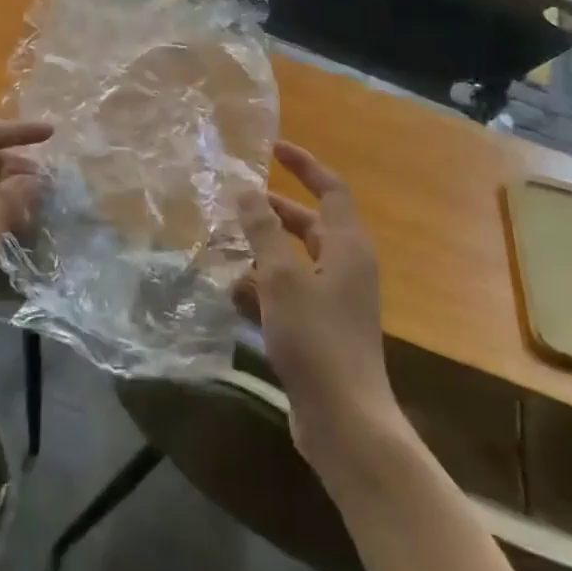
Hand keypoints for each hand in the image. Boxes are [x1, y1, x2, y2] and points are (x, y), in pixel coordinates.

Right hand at [235, 142, 400, 478]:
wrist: (345, 423)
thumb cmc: (316, 340)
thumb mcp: (281, 278)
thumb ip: (263, 230)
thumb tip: (247, 189)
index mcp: (348, 247)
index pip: (330, 189)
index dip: (304, 165)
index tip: (273, 147)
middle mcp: (347, 268)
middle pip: (309, 225)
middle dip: (272, 211)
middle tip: (235, 202)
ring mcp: (336, 302)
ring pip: (295, 261)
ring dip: (262, 251)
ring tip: (224, 245)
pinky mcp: (321, 331)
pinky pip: (289, 294)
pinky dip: (264, 288)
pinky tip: (233, 296)